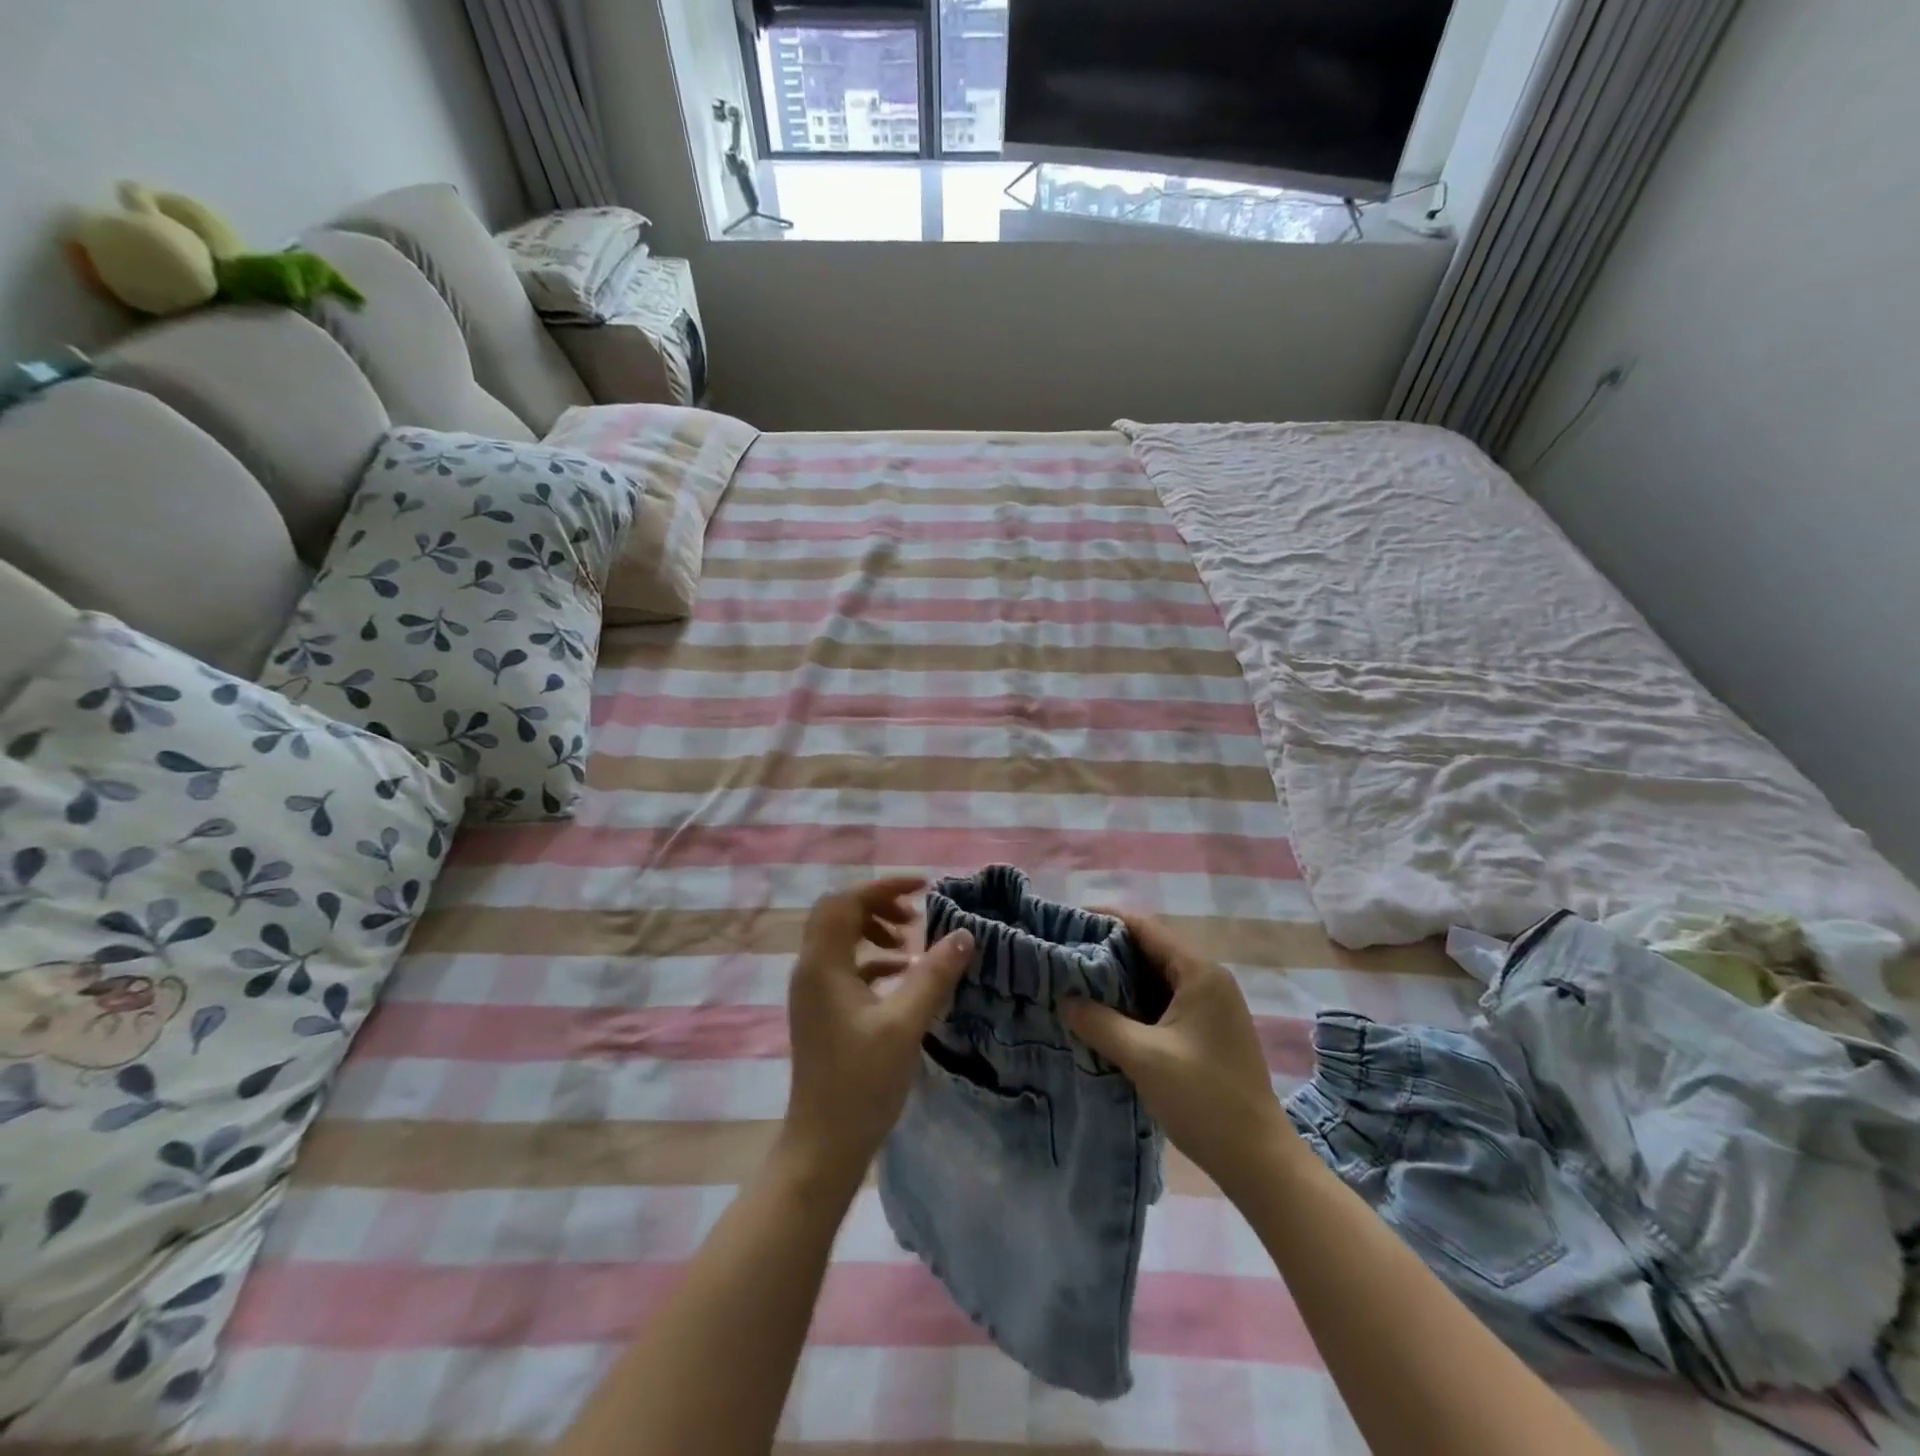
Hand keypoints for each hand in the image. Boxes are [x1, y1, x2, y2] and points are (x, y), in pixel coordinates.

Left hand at [780, 877, 974, 1190]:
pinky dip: (873, 960)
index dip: (884, 886)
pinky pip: (845, 967)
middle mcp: (811, 970)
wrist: (823, 1146)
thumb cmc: (861, 1083)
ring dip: (875, 930)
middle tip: (915, 915)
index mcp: (822, 965)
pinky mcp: (822, 1012)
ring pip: (840, 939)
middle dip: (878, 904)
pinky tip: (904, 976)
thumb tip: (963, 934)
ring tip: (912, 944)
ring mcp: (813, 992)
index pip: (846, 902)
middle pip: (839, 914)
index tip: (924, 887)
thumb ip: (933, 975)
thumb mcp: (905, 1024)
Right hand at [1063, 911, 1293, 1197]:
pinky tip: (1104, 1015)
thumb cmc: (1204, 1099)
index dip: (1105, 920)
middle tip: (1064, 956)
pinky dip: (1134, 1003)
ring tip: (1075, 983)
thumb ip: (1099, 1022)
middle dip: (1107, 951)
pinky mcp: (1206, 1032)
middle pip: (1150, 950)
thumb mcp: (1143, 1057)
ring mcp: (1210, 1007)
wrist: (1258, 1161)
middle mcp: (1208, 980)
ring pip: (1155, 978)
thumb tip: (1064, 999)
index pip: (1145, 928)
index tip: (1067, 923)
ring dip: (1119, 980)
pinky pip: (1163, 1003)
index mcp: (1199, 973)